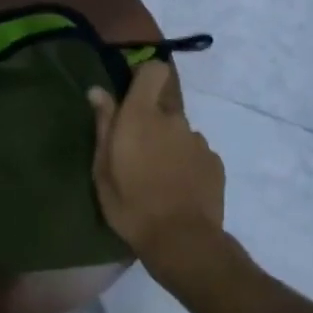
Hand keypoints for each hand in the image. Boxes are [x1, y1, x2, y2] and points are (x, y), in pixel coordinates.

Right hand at [89, 62, 230, 292]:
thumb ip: (103, 125)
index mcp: (142, 116)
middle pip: (163, 106)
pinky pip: (195, 152)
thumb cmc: (131, 205)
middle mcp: (173, 119)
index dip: (144, 77)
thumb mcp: (103, 169)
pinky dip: (186, 163)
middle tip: (137, 153)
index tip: (132, 95)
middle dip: (151, 122)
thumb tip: (97, 91)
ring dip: (169, 145)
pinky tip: (178, 188)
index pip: (153, 70)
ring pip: (179, 132)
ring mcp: (198, 140)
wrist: (182, 242)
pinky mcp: (215, 162)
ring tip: (158, 177)